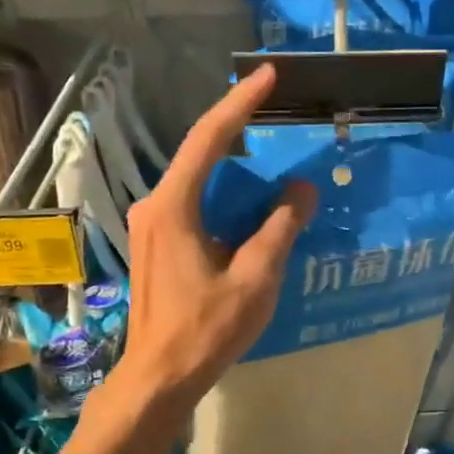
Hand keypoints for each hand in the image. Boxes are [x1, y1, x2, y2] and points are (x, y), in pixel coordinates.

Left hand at [116, 66, 316, 413]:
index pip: (210, 138)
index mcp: (173, 206)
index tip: (268, 75)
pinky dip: (225, 197)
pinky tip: (252, 207)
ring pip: (199, 182)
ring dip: (235, 170)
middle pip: (201, 155)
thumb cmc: (206, 329)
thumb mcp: (255, 278)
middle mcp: (155, 206)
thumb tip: (301, 189)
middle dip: (240, 131)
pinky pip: (196, 205)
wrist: (159, 377)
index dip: (241, 103)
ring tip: (274, 161)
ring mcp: (152, 226)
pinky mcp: (158, 246)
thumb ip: (280, 228)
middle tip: (277, 113)